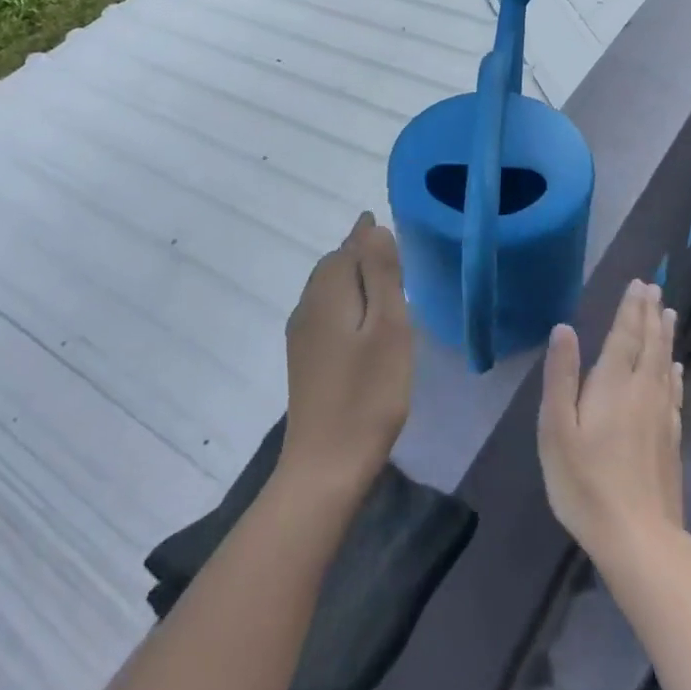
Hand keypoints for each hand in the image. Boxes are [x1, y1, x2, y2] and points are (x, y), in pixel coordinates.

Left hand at [279, 213, 413, 497]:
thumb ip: (381, 274)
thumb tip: (373, 228)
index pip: (347, 247)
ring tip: (379, 279)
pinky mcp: (305, 361)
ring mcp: (302, 336)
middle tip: (387, 249)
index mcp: (329, 293)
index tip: (382, 223)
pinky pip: (325, 313)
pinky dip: (344, 302)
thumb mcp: (388, 327)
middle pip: (333, 266)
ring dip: (351, 278)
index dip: (366, 234)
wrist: (325, 466)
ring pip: (327, 290)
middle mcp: (308, 307)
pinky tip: (360, 320)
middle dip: (357, 253)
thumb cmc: (368, 394)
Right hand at [537, 281, 684, 562]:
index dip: (630, 309)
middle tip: (654, 288)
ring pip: (664, 364)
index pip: (624, 336)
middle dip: (650, 314)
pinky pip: (674, 392)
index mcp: (612, 385)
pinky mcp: (671, 439)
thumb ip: (561, 376)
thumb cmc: (585, 482)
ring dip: (665, 336)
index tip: (638, 284)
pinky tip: (676, 370)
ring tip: (668, 313)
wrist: (638, 538)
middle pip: (649, 344)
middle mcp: (642, 392)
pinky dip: (674, 373)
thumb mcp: (557, 429)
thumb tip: (564, 328)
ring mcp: (661, 416)